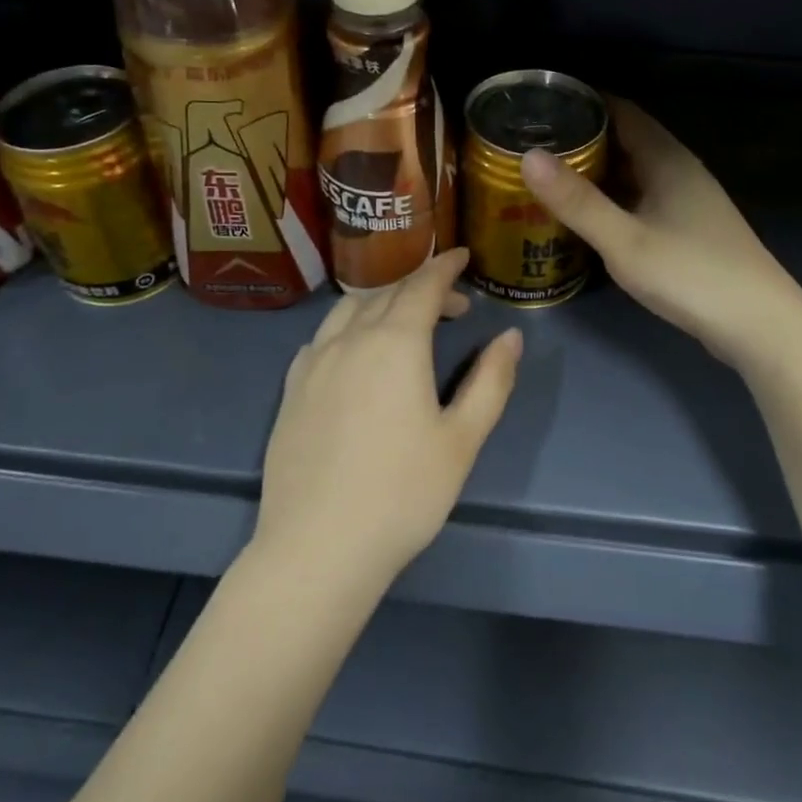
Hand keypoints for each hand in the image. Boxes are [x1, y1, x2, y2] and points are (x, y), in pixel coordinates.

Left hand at [253, 248, 523, 587]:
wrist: (317, 546)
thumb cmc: (402, 493)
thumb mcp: (462, 439)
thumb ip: (490, 381)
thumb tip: (511, 336)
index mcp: (395, 343)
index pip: (423, 286)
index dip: (445, 266)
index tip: (463, 254)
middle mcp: (350, 339)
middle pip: (388, 293)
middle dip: (423, 287)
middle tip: (453, 305)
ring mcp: (313, 362)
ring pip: (349, 309)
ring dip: (382, 302)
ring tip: (404, 322)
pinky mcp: (291, 388)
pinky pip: (322, 337)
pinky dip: (348, 327)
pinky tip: (356, 352)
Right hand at [521, 98, 798, 365]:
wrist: (760, 325)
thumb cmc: (690, 274)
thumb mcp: (624, 240)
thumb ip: (577, 200)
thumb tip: (529, 156)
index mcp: (666, 159)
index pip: (621, 111)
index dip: (583, 102)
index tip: (540, 105)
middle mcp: (679, 170)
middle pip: (626, 140)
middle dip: (582, 138)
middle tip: (532, 144)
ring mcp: (687, 201)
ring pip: (634, 172)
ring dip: (596, 171)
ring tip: (548, 176)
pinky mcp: (689, 229)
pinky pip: (641, 198)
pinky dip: (612, 198)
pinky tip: (587, 215)